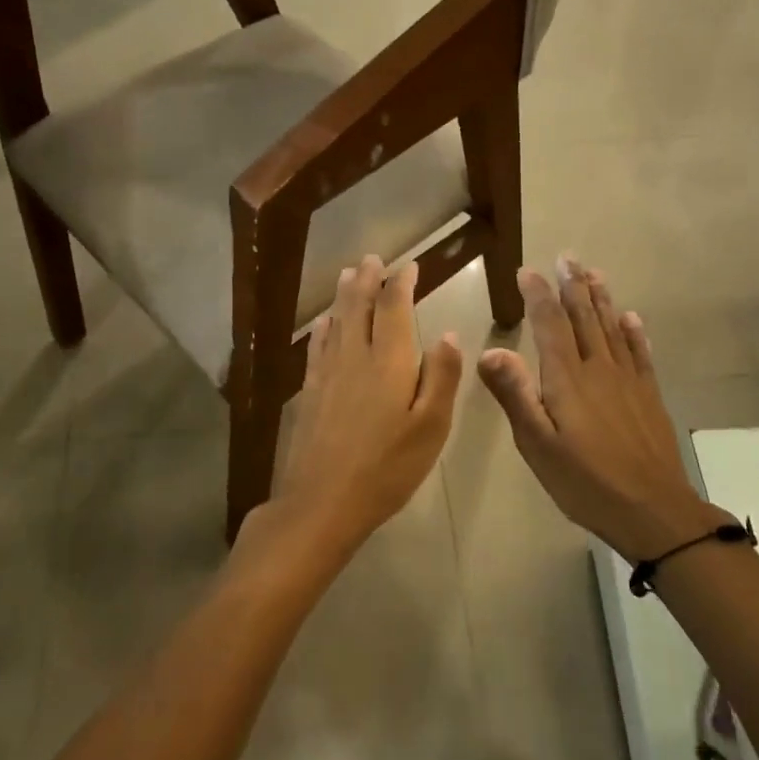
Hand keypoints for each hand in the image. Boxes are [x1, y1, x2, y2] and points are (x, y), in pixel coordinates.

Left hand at [243, 255, 462, 579]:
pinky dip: (323, 328)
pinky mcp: (309, 392)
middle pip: (359, 306)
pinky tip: (323, 324)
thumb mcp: (431, 427)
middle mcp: (354, 356)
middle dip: (367, 279)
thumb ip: (441, 377)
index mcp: (388, 361)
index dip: (400, 282)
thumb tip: (449, 334)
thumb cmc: (387, 467)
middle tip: (371, 258)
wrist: (323, 501)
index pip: (393, 307)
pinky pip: (317, 347)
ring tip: (348, 275)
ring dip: (344, 295)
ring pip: (336, 321)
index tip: (409, 265)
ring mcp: (327, 373)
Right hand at [477, 259, 732, 561]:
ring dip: (601, 299)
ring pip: (612, 329)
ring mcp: (629, 382)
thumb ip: (515, 396)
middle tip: (567, 257)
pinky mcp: (649, 397)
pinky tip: (631, 318)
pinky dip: (634, 332)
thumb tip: (489, 351)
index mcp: (568, 380)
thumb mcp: (538, 445)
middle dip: (572, 286)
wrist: (654, 511)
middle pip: (585, 318)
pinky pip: (640, 354)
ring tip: (593, 273)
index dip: (538, 296)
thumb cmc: (586, 482)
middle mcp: (599, 370)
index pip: (550, 326)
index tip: (528, 271)